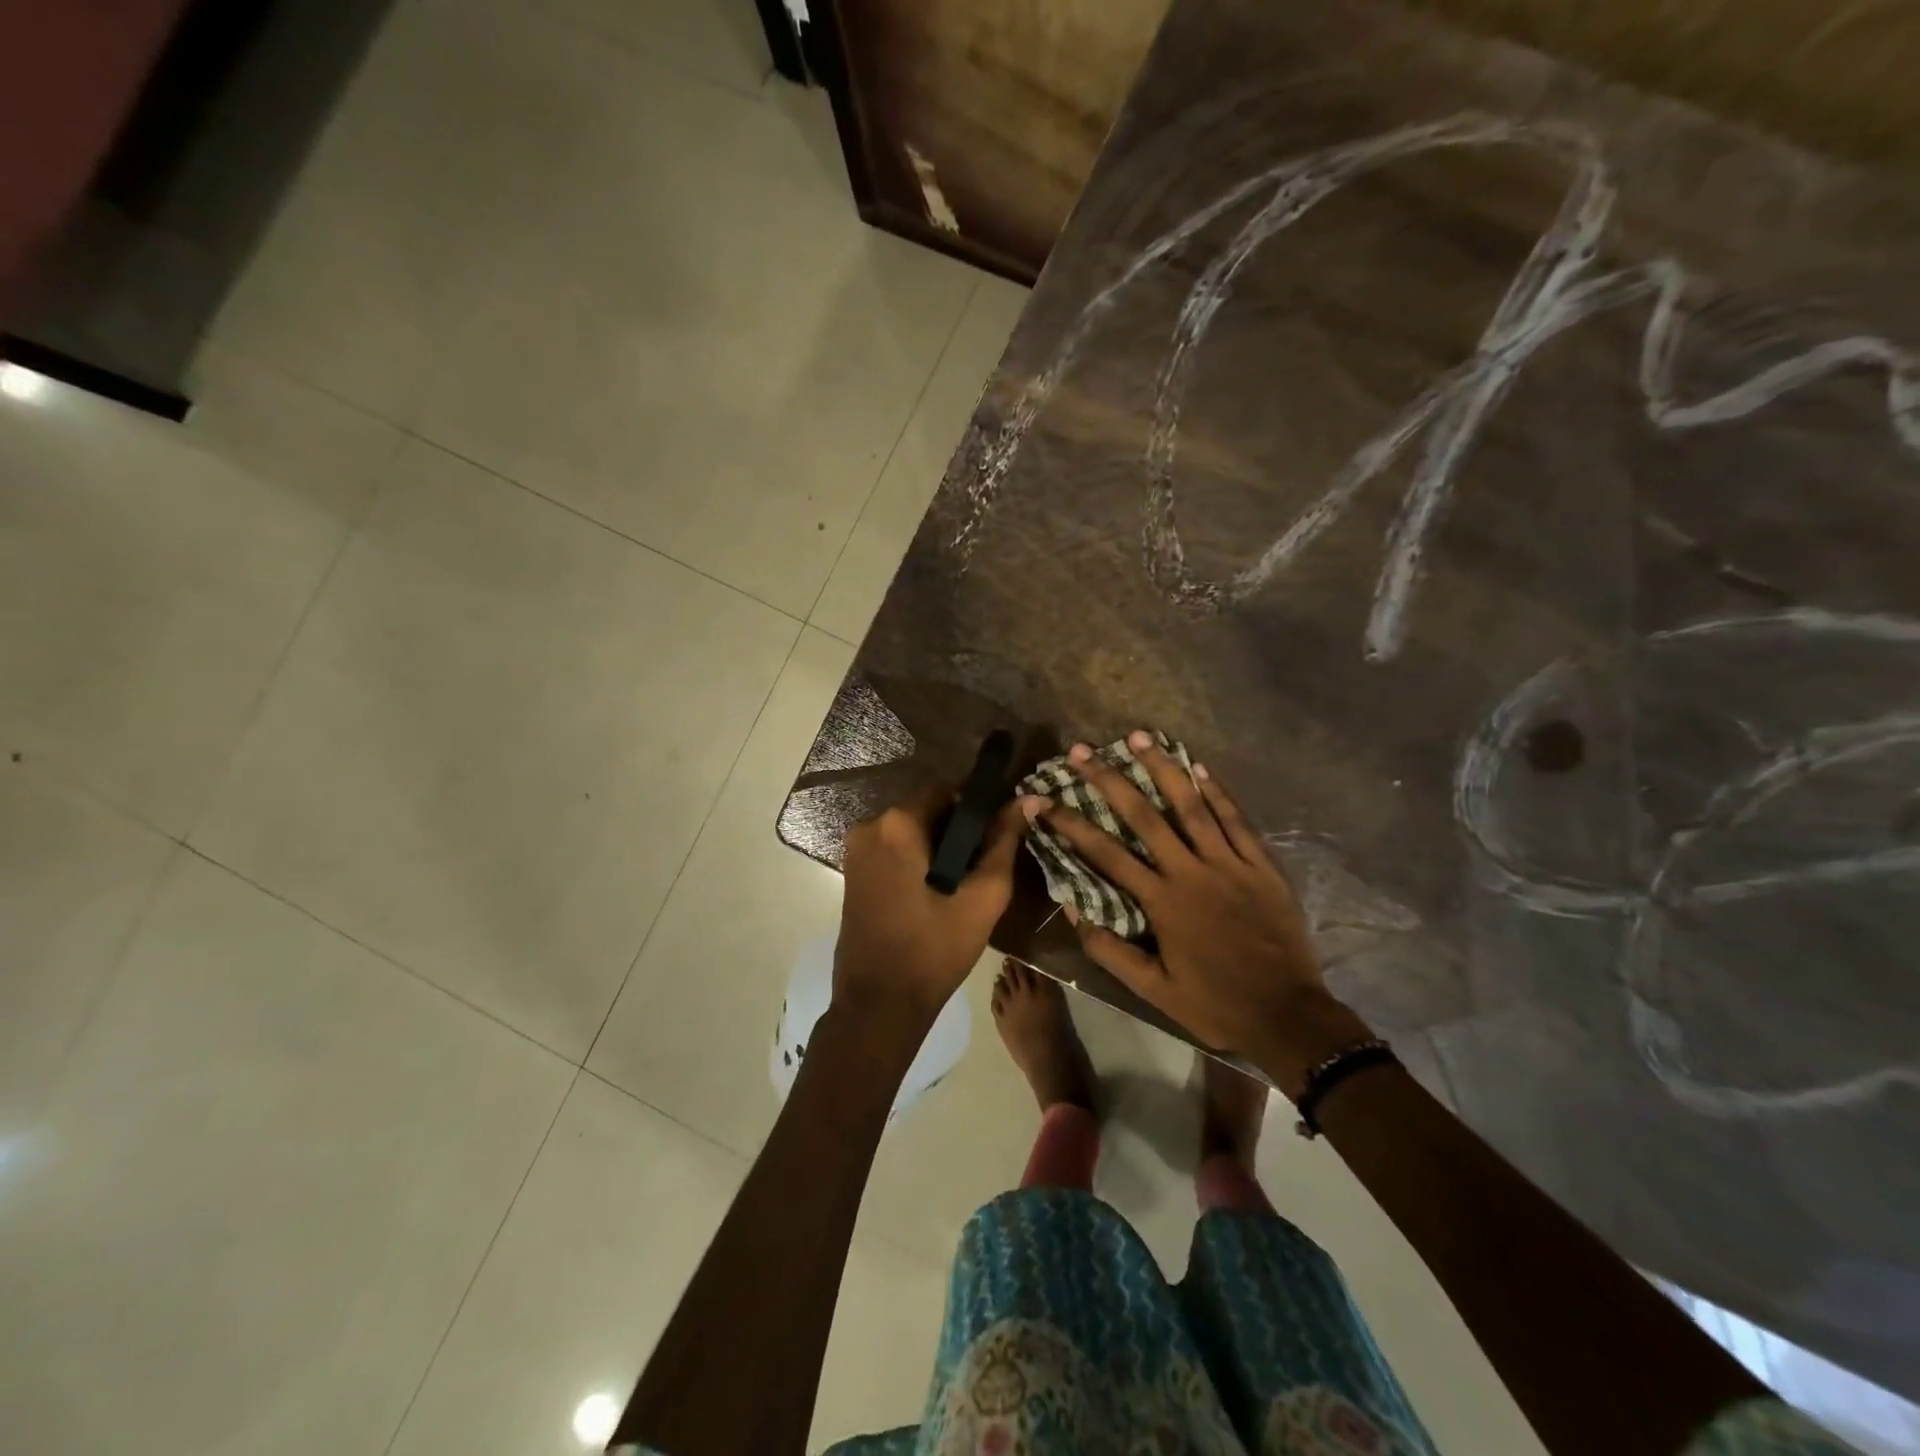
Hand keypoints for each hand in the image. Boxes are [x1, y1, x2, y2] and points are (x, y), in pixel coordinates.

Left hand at [834, 783, 1024, 1029]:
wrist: (878, 1006)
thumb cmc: (934, 951)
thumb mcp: (982, 897)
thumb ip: (1005, 843)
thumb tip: (1027, 799)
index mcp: (896, 825)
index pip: (946, 790)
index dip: (977, 807)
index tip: (997, 833)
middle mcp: (868, 827)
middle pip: (926, 809)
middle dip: (957, 830)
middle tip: (985, 863)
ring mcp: (855, 851)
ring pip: (910, 831)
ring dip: (938, 846)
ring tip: (965, 881)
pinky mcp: (853, 873)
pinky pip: (893, 850)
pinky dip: (917, 859)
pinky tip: (937, 890)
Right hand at [1027, 732, 1372, 1088]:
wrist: (1289, 1015)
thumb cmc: (1215, 1004)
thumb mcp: (1153, 990)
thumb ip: (1110, 949)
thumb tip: (1072, 907)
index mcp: (1162, 901)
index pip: (1105, 853)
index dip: (1068, 824)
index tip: (1039, 799)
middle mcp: (1192, 871)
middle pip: (1144, 816)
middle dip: (1108, 779)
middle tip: (1081, 751)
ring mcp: (1230, 863)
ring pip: (1192, 805)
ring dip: (1162, 768)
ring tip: (1138, 736)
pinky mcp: (1261, 865)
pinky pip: (1237, 819)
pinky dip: (1218, 791)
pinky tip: (1200, 766)